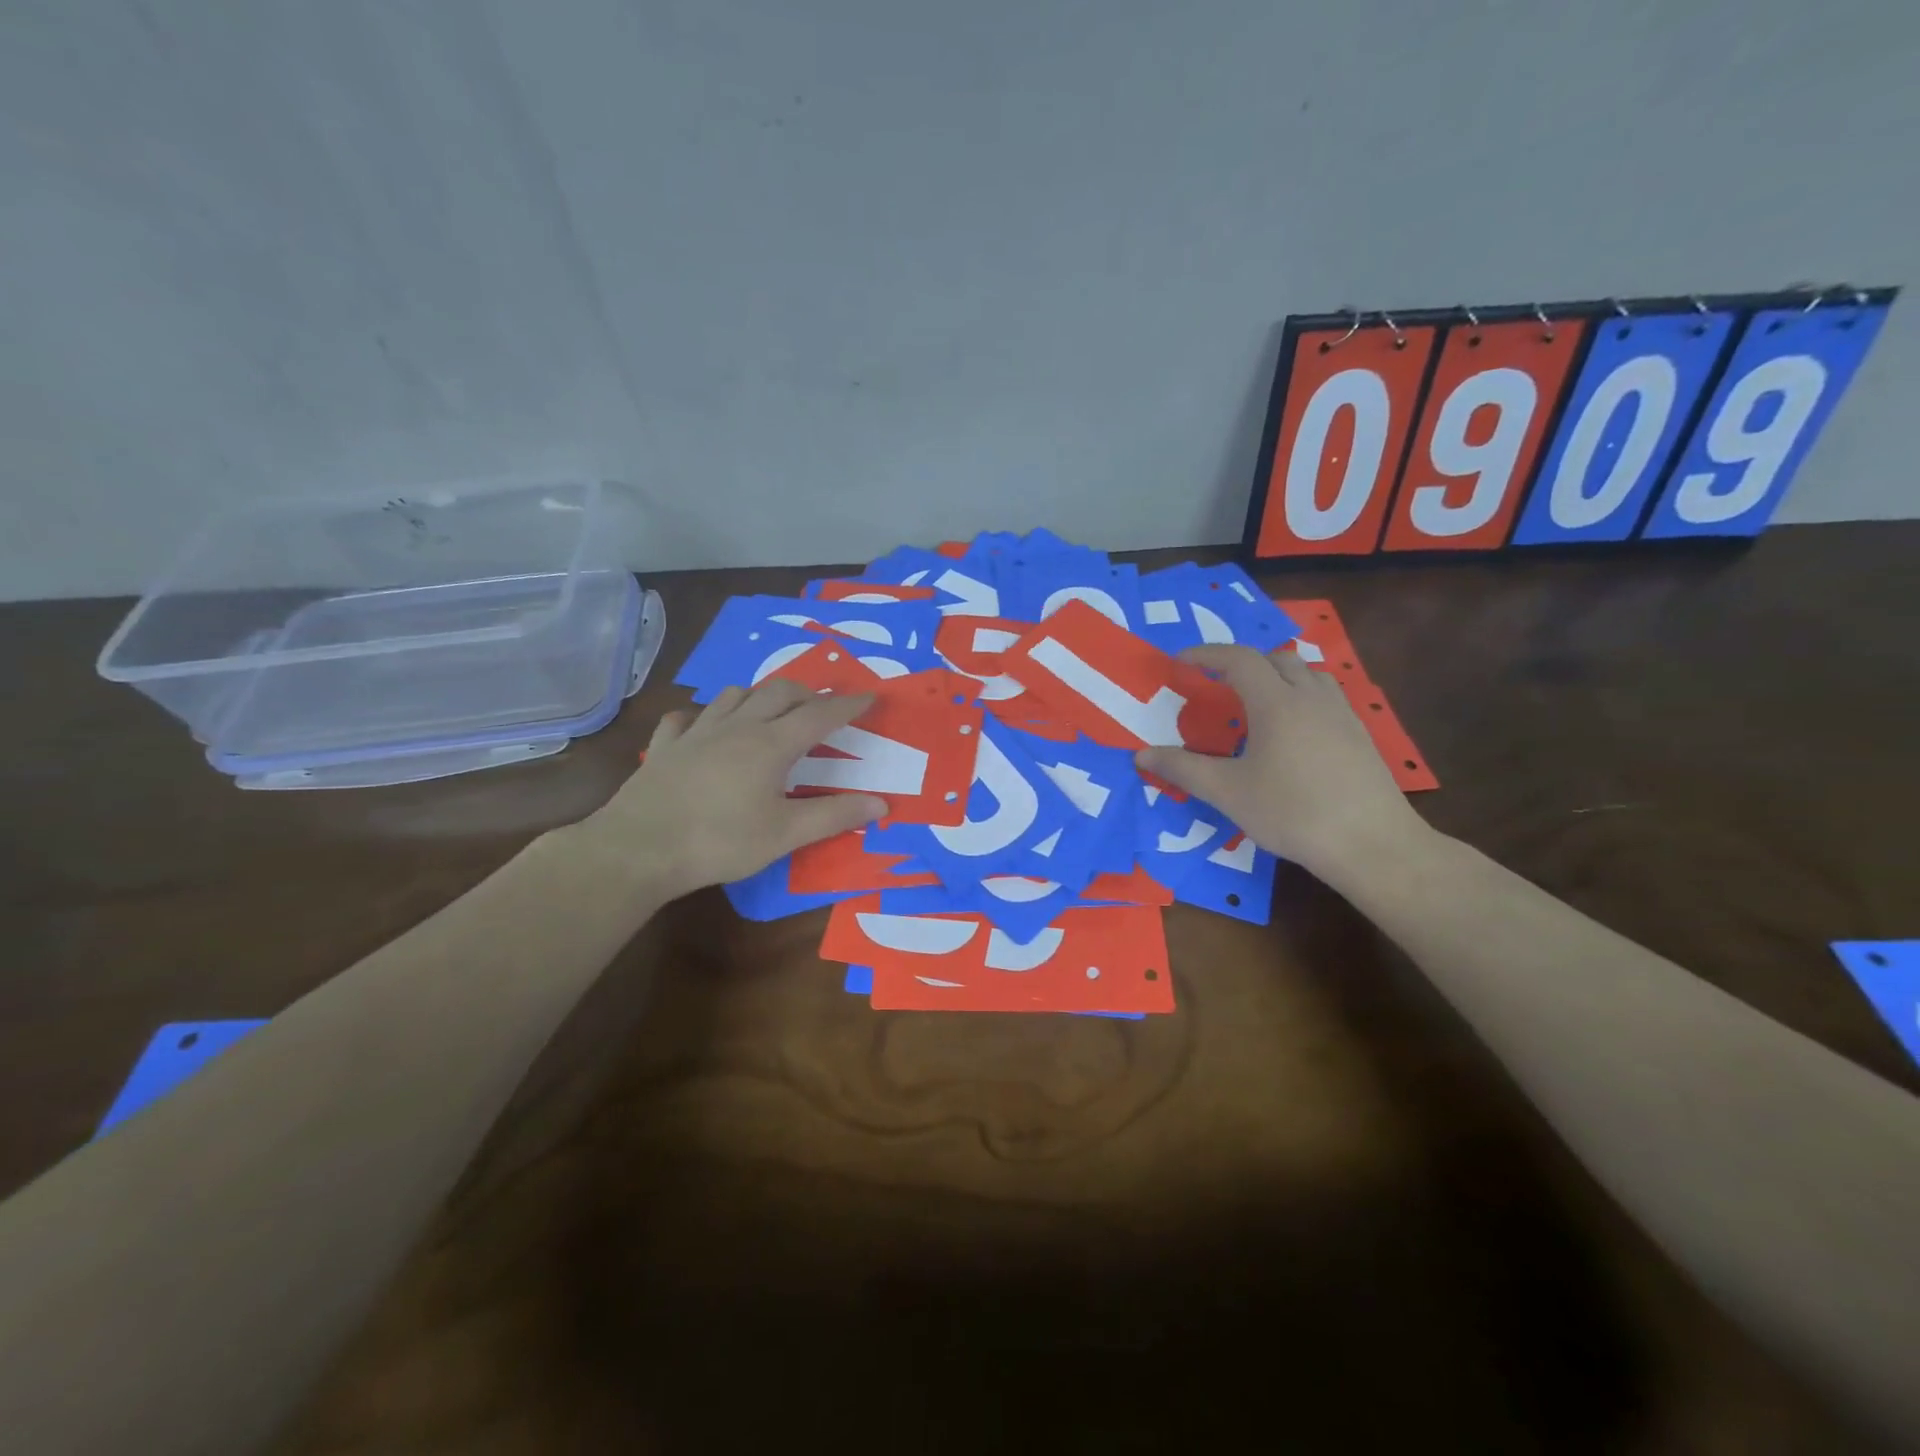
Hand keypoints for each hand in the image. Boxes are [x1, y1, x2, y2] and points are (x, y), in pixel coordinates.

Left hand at [581, 680, 886, 899]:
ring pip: (734, 694)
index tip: (870, 696)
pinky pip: (686, 717)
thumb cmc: (720, 842)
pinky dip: (703, 716)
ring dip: (759, 695)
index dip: (848, 705)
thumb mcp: (785, 835)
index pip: (820, 715)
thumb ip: (834, 816)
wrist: (639, 849)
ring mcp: (697, 733)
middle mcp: (737, 727)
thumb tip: (881, 803)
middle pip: (779, 691)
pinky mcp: (666, 746)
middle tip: (822, 707)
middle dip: (807, 693)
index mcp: (771, 745)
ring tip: (770, 711)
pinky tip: (704, 729)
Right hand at [1135, 645, 1427, 877]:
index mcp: (1276, 703)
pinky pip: (1325, 695)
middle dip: (1242, 663)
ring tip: (1257, 701)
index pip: (1238, 659)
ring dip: (1277, 675)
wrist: (1371, 842)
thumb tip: (1142, 755)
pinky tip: (1293, 731)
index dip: (1206, 654)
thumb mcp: (1228, 793)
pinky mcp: (1359, 734)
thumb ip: (1182, 769)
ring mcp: (1341, 713)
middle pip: (1275, 658)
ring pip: (1307, 673)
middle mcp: (1310, 697)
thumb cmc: (1292, 812)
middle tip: (1217, 684)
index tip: (1181, 661)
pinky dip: (1301, 696)